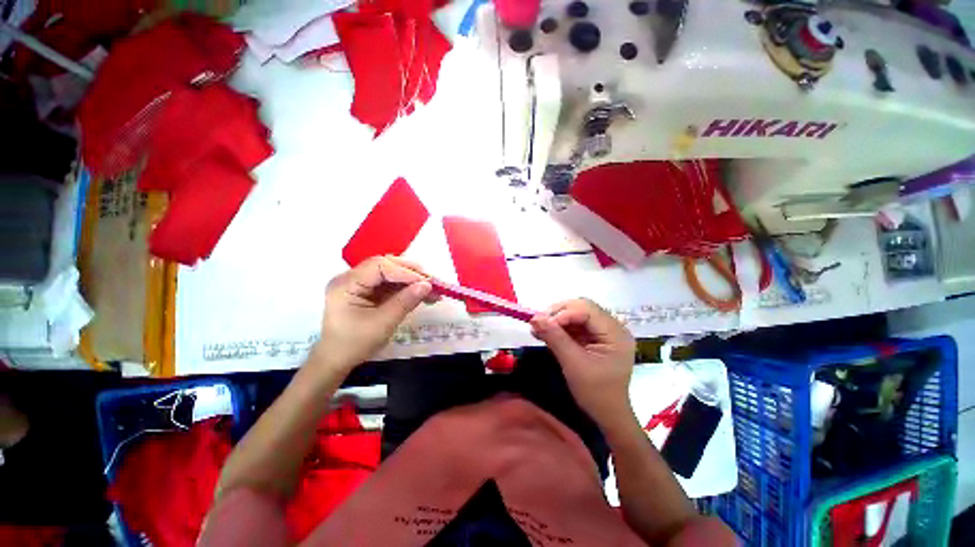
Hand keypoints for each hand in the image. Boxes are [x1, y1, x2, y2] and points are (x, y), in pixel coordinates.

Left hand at [311, 256, 432, 373]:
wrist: (337, 360)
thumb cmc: (355, 344)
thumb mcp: (383, 323)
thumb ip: (405, 302)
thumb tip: (427, 285)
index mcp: (347, 284)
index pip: (380, 266)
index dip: (405, 271)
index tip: (426, 282)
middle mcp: (351, 278)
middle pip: (386, 266)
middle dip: (411, 273)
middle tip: (432, 282)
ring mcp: (359, 283)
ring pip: (391, 274)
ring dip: (412, 281)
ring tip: (432, 290)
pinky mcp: (367, 290)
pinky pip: (390, 284)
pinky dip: (406, 288)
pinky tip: (421, 295)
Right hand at [530, 299, 636, 426]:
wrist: (607, 414)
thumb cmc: (595, 393)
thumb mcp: (573, 364)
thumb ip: (555, 338)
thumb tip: (534, 317)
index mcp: (615, 333)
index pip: (587, 310)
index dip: (563, 313)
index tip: (541, 323)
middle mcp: (613, 326)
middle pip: (582, 307)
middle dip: (558, 313)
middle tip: (538, 323)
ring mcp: (604, 331)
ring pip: (576, 313)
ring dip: (556, 319)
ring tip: (538, 328)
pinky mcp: (595, 336)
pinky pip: (575, 323)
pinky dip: (559, 326)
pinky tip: (545, 332)